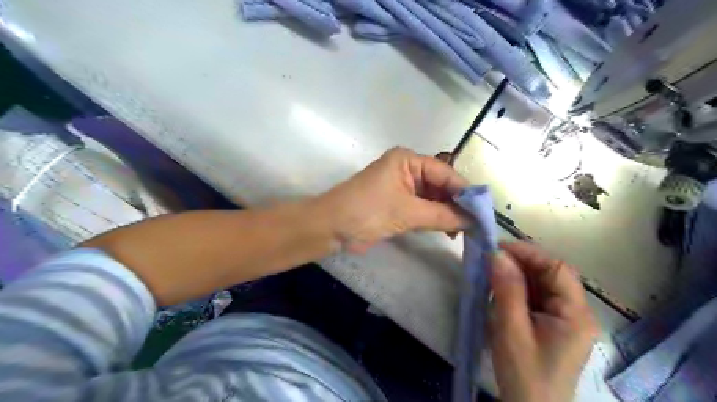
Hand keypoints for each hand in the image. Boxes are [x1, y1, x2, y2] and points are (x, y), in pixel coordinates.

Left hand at [319, 147, 471, 252]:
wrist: (332, 227)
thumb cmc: (367, 211)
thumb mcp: (406, 212)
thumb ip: (442, 216)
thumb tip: (474, 221)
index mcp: (408, 160)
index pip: (445, 173)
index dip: (465, 192)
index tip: (484, 211)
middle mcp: (408, 170)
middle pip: (441, 185)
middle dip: (457, 204)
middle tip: (477, 224)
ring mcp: (403, 188)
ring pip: (433, 199)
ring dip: (447, 214)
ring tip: (467, 231)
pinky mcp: (398, 205)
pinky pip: (423, 210)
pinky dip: (435, 220)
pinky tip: (449, 231)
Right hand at [488, 241, 600, 401]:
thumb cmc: (523, 373)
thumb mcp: (511, 329)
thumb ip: (506, 289)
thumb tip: (497, 254)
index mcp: (576, 314)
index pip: (558, 269)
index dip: (529, 253)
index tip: (498, 248)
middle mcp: (578, 313)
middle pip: (552, 276)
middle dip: (522, 264)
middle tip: (491, 260)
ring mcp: (567, 321)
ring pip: (544, 285)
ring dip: (519, 276)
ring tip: (493, 275)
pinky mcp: (554, 326)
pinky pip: (539, 298)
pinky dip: (520, 290)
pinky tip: (502, 292)